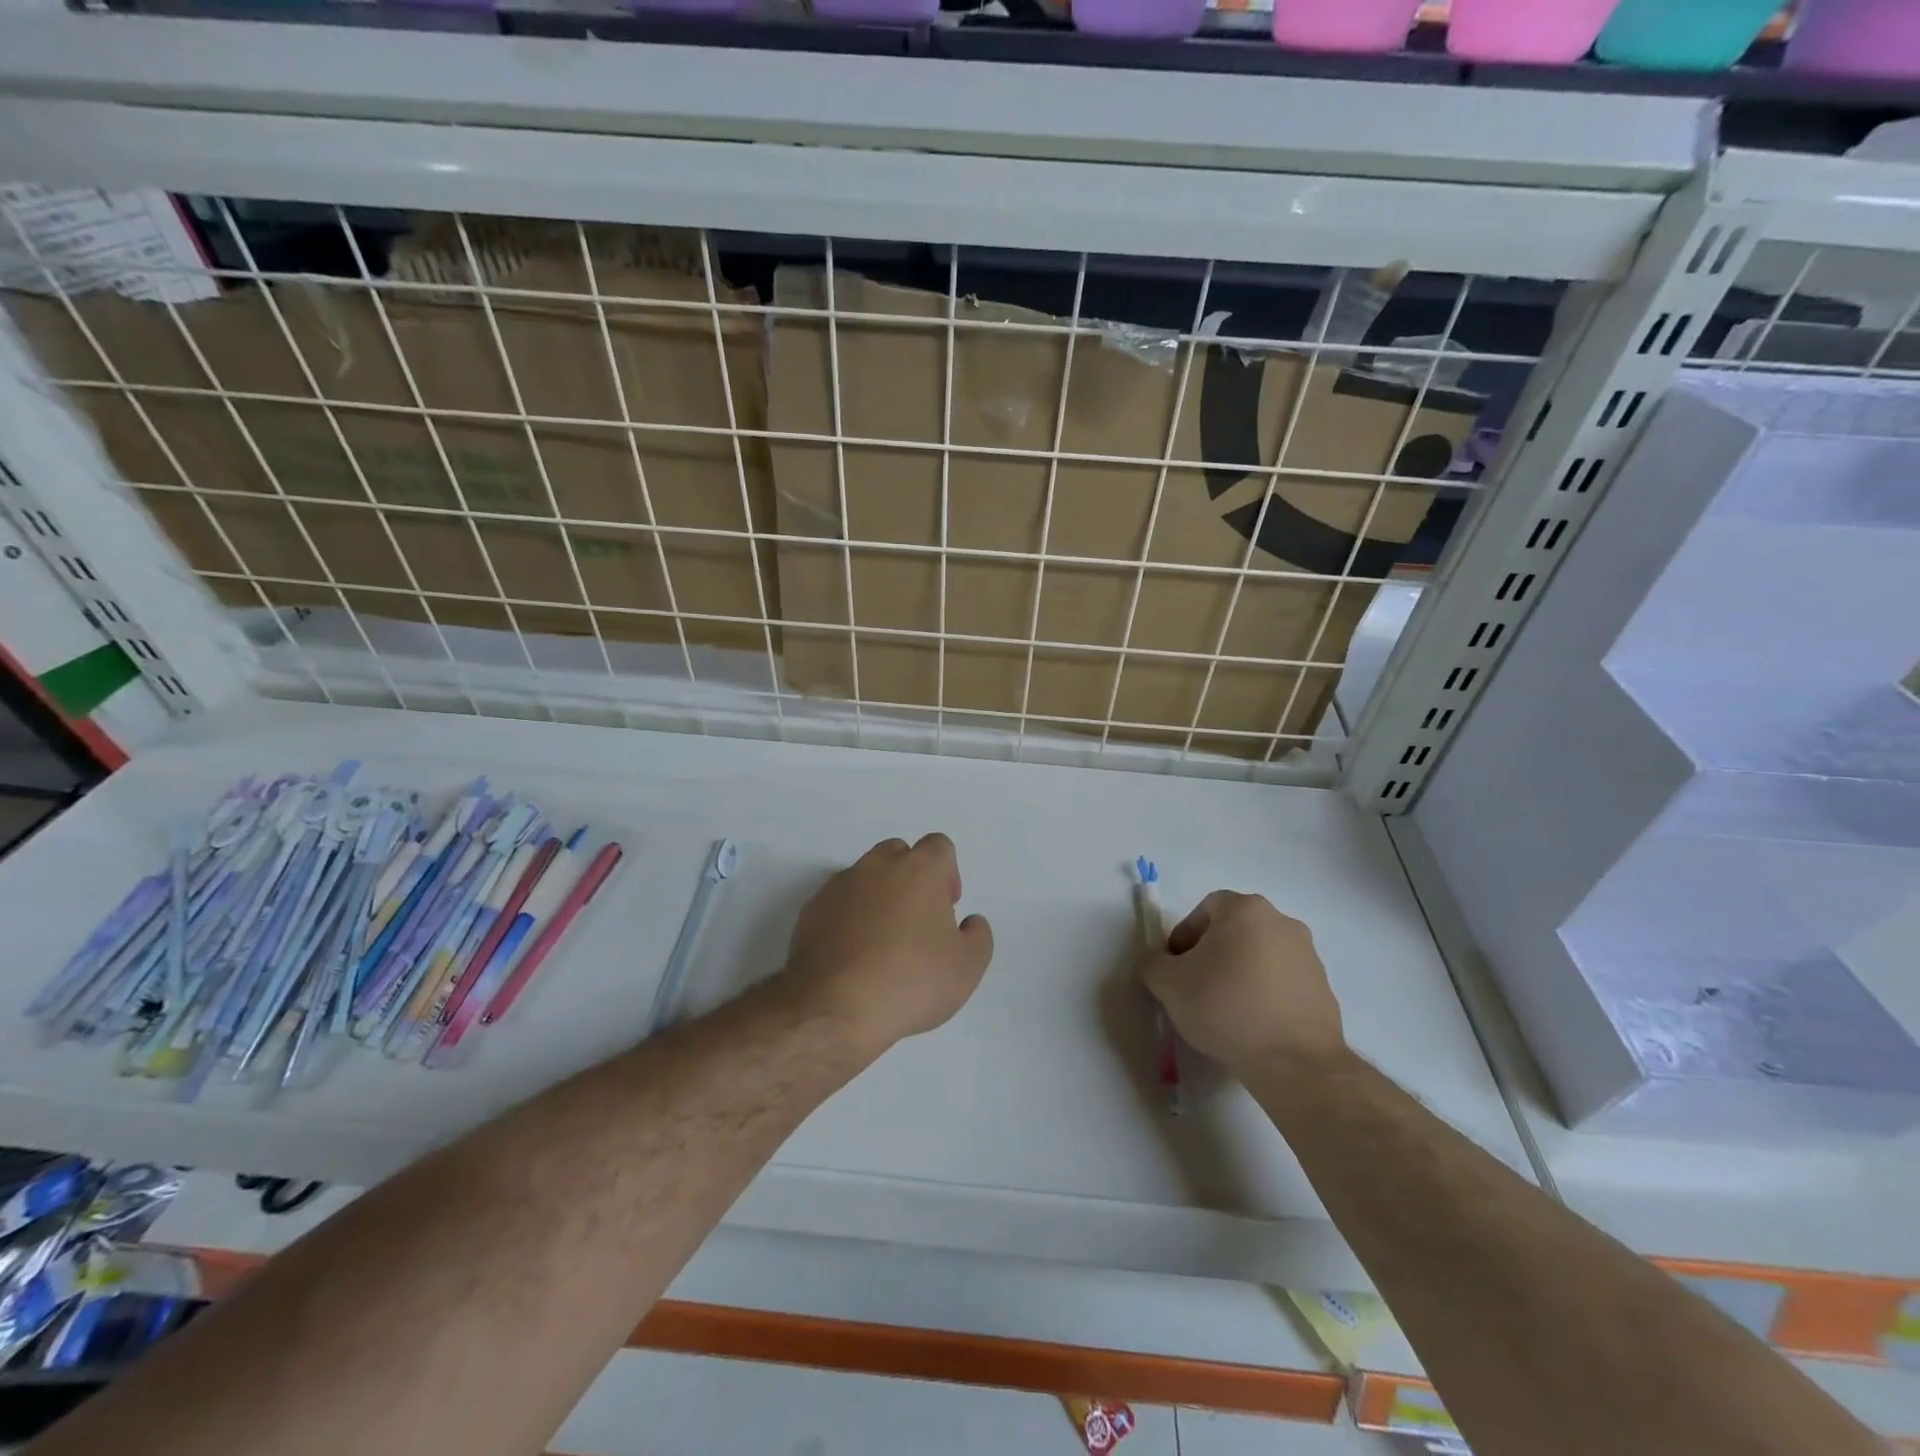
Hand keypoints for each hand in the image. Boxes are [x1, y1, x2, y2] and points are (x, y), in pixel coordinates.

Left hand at [783, 834, 994, 1055]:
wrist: (834, 1008)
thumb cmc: (910, 981)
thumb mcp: (967, 968)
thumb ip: (978, 936)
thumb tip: (969, 922)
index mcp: (919, 869)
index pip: (939, 846)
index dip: (947, 873)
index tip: (946, 909)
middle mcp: (877, 867)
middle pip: (899, 853)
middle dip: (910, 878)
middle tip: (916, 921)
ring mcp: (839, 886)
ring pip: (865, 876)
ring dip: (877, 897)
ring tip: (882, 942)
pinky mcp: (810, 911)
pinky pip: (837, 903)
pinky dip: (847, 918)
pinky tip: (853, 955)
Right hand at [1138, 891, 1344, 1074]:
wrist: (1294, 1062)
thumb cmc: (1225, 1007)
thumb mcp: (1167, 983)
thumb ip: (1153, 963)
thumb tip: (1159, 962)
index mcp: (1245, 910)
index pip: (1206, 909)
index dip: (1185, 935)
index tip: (1176, 967)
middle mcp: (1282, 922)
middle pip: (1235, 930)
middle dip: (1212, 953)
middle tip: (1196, 985)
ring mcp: (1308, 955)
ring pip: (1260, 955)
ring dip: (1240, 973)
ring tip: (1225, 1009)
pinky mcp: (1324, 988)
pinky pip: (1282, 981)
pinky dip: (1265, 994)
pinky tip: (1253, 1024)